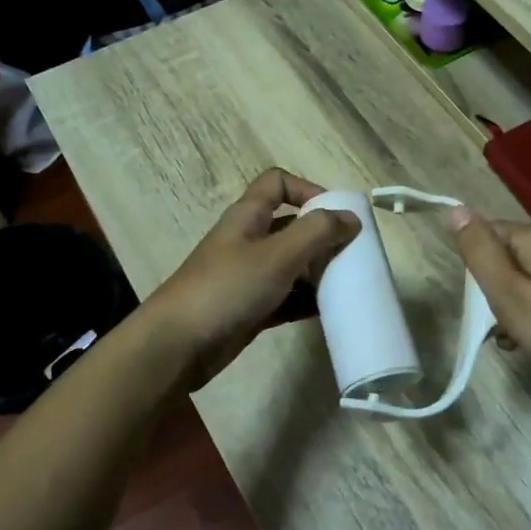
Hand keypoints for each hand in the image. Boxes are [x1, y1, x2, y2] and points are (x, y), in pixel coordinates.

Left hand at [144, 169, 358, 386]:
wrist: (178, 345)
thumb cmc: (227, 288)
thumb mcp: (277, 254)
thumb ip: (317, 232)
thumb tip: (351, 218)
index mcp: (248, 217)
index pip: (277, 183)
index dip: (307, 189)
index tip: (336, 213)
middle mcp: (248, 241)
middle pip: (291, 226)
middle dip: (322, 237)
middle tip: (352, 255)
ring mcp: (248, 276)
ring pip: (291, 264)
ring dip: (317, 272)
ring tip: (346, 285)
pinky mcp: (250, 308)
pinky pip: (286, 298)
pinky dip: (306, 301)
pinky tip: (328, 312)